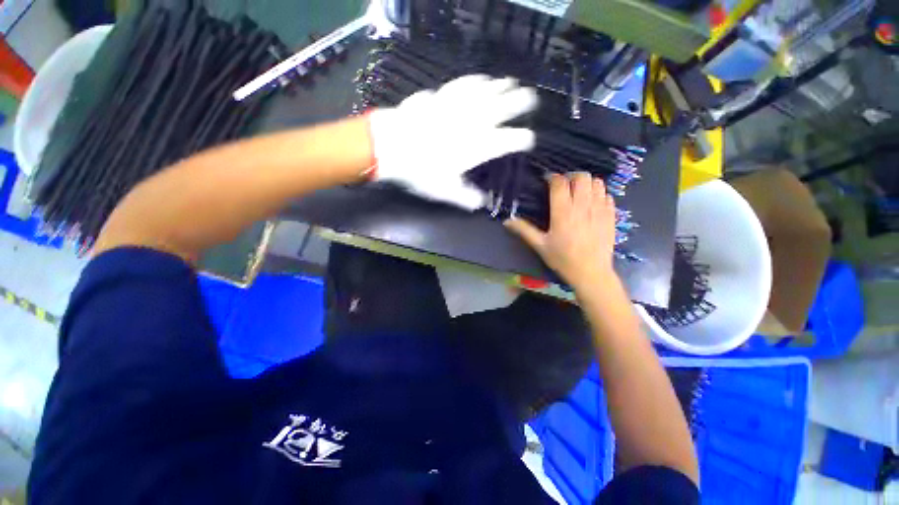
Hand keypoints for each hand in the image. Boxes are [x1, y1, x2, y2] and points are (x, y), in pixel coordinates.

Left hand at [368, 75, 538, 209]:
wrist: (392, 145)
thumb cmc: (421, 171)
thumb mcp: (446, 191)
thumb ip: (467, 198)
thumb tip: (483, 203)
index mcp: (480, 146)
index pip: (510, 140)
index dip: (523, 139)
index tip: (528, 141)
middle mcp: (475, 122)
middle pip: (505, 107)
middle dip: (521, 103)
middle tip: (531, 99)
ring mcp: (459, 105)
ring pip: (487, 91)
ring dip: (502, 87)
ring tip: (512, 83)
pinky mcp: (443, 95)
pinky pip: (465, 83)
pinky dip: (477, 80)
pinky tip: (482, 79)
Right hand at [505, 172, 616, 289]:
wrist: (591, 272)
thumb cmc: (562, 259)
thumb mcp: (540, 245)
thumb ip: (524, 230)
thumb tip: (507, 220)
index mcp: (563, 212)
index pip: (560, 183)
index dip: (553, 177)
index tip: (547, 181)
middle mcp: (583, 206)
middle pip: (581, 176)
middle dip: (571, 177)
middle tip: (563, 186)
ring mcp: (600, 209)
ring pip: (596, 182)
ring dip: (586, 183)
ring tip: (578, 192)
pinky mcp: (611, 215)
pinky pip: (607, 193)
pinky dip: (598, 193)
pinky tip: (591, 203)